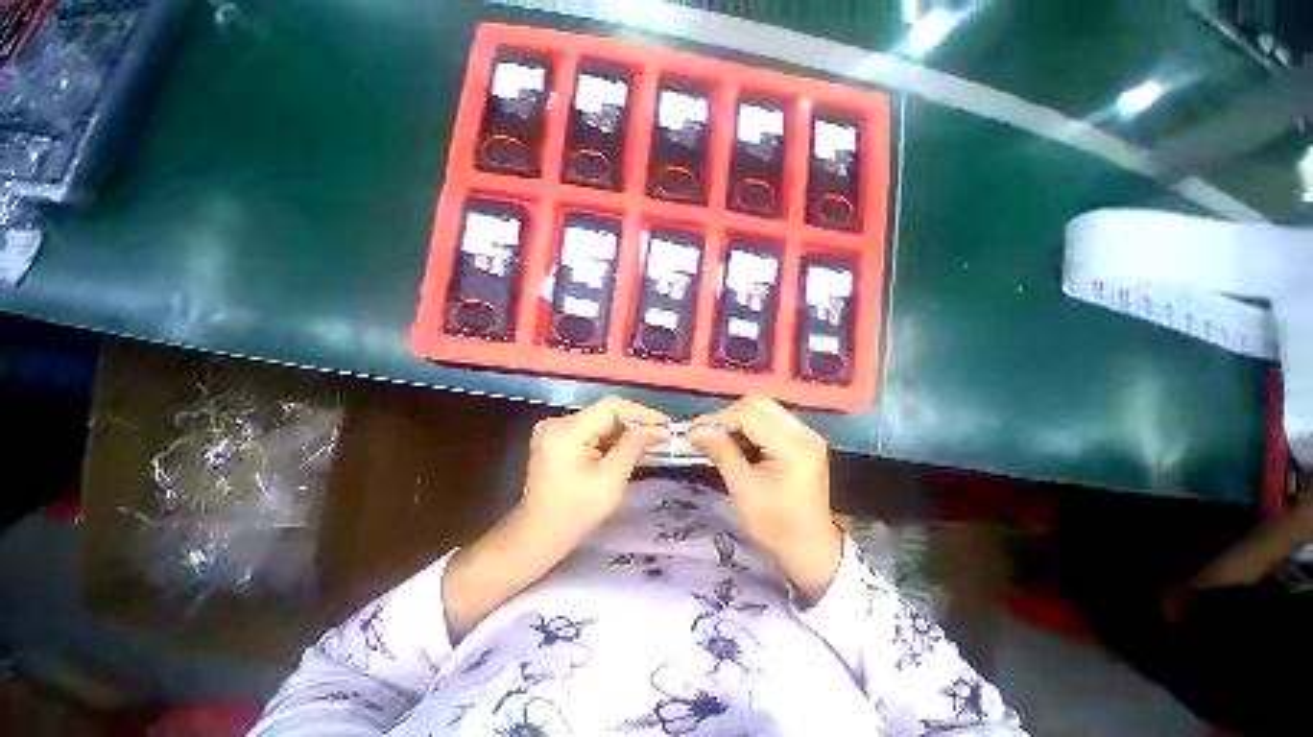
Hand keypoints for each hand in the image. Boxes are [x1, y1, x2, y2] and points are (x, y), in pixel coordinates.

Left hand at [520, 396, 670, 542]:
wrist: (537, 537)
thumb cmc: (574, 514)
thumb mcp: (610, 481)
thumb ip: (633, 447)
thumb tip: (658, 429)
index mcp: (566, 431)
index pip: (611, 407)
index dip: (641, 413)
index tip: (666, 424)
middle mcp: (557, 423)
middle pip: (605, 413)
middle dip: (635, 424)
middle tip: (663, 435)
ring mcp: (555, 430)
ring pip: (600, 422)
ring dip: (625, 432)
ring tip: (652, 441)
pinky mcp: (558, 440)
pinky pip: (592, 431)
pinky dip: (611, 439)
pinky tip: (629, 447)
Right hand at [691, 397, 841, 602]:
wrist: (810, 549)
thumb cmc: (776, 526)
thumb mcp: (744, 490)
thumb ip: (722, 454)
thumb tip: (696, 431)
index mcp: (794, 447)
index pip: (750, 416)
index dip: (719, 419)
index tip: (694, 430)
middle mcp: (804, 434)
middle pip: (760, 405)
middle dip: (729, 416)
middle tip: (708, 433)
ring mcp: (806, 435)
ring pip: (765, 410)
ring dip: (739, 419)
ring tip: (719, 437)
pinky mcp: (802, 441)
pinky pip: (771, 421)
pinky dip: (750, 426)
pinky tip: (737, 442)